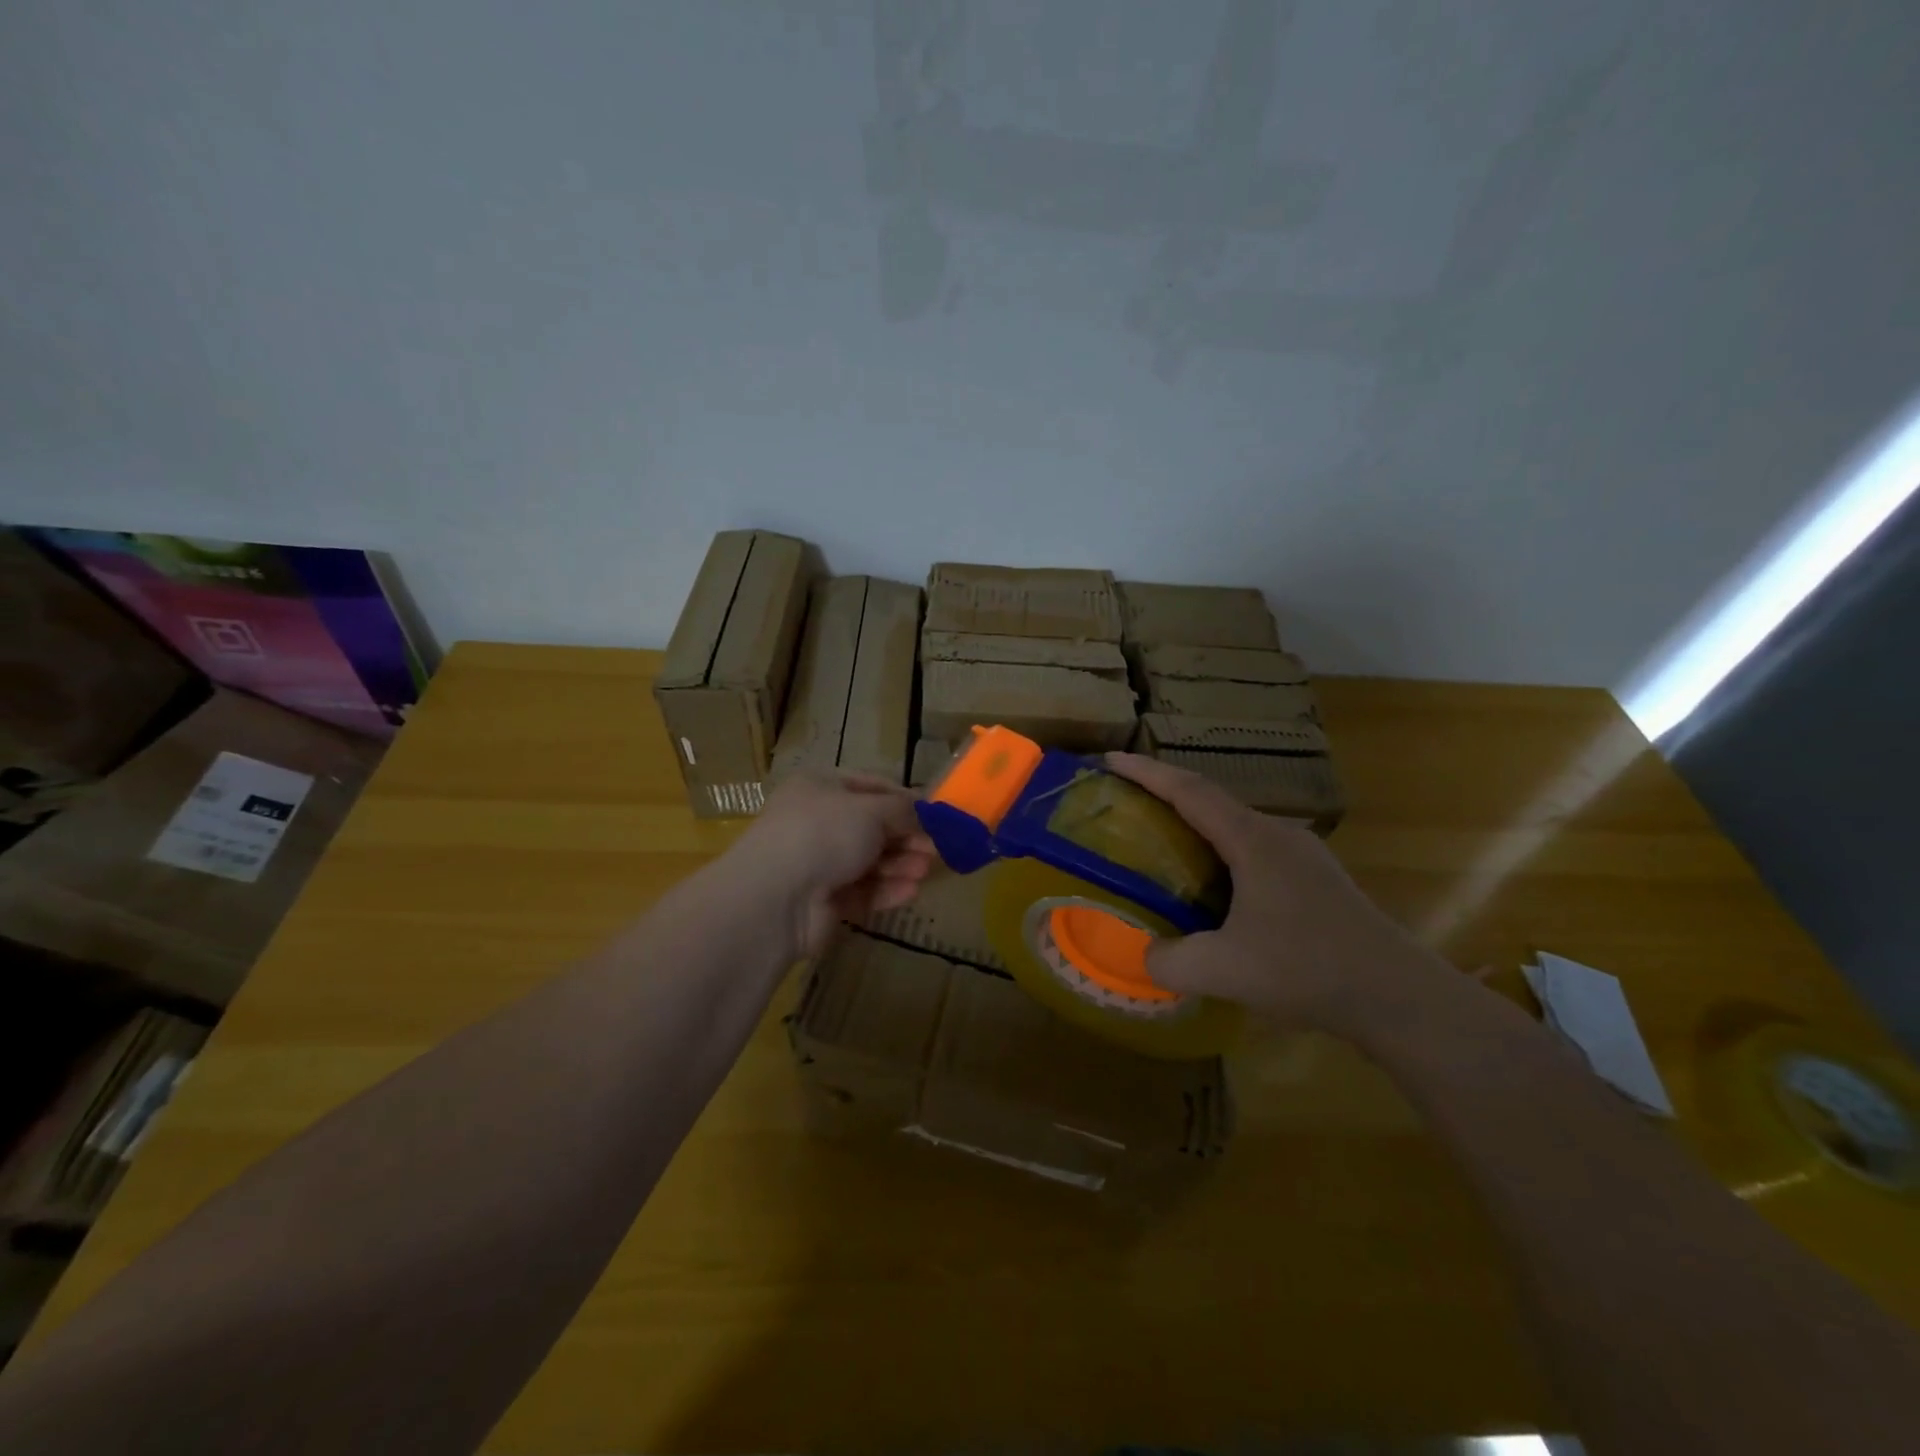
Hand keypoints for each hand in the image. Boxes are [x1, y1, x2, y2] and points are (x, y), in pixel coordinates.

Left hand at [733, 771, 936, 958]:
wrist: (775, 898)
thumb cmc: (824, 834)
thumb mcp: (871, 811)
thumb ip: (904, 811)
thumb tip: (927, 813)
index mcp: (821, 787)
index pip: (871, 787)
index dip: (905, 800)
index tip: (936, 815)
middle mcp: (817, 821)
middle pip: (872, 827)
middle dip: (906, 837)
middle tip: (937, 849)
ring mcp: (817, 863)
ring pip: (869, 861)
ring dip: (900, 864)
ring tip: (925, 871)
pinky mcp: (823, 901)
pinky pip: (861, 891)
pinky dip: (886, 890)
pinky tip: (910, 892)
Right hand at [1106, 753, 1460, 1039]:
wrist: (1398, 995)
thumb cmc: (1307, 968)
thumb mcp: (1223, 970)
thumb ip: (1169, 961)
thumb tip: (1143, 955)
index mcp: (1251, 840)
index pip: (1189, 790)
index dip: (1146, 772)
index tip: (1110, 759)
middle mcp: (1276, 835)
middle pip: (1211, 800)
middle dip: (1166, 793)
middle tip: (1127, 803)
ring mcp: (1302, 855)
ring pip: (1235, 826)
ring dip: (1195, 825)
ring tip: (1162, 842)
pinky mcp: (1315, 879)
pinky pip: (1253, 850)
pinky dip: (1220, 852)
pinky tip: (1213, 887)